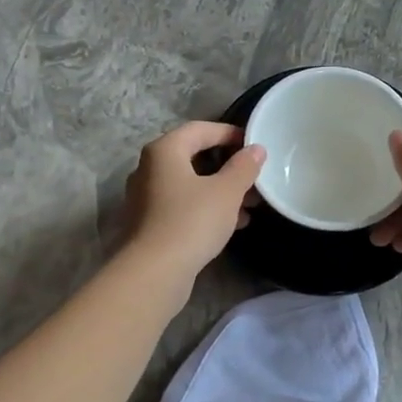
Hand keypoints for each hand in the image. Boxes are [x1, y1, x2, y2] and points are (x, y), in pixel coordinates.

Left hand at [122, 121, 264, 279]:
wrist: (154, 272)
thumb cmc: (192, 221)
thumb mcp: (226, 192)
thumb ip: (244, 167)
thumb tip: (256, 150)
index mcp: (164, 151)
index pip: (200, 129)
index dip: (229, 133)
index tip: (254, 145)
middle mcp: (149, 168)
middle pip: (194, 157)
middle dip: (228, 167)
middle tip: (255, 177)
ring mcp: (146, 197)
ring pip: (191, 184)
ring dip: (221, 190)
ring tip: (251, 204)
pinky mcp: (150, 223)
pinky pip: (183, 205)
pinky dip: (207, 208)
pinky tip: (233, 223)